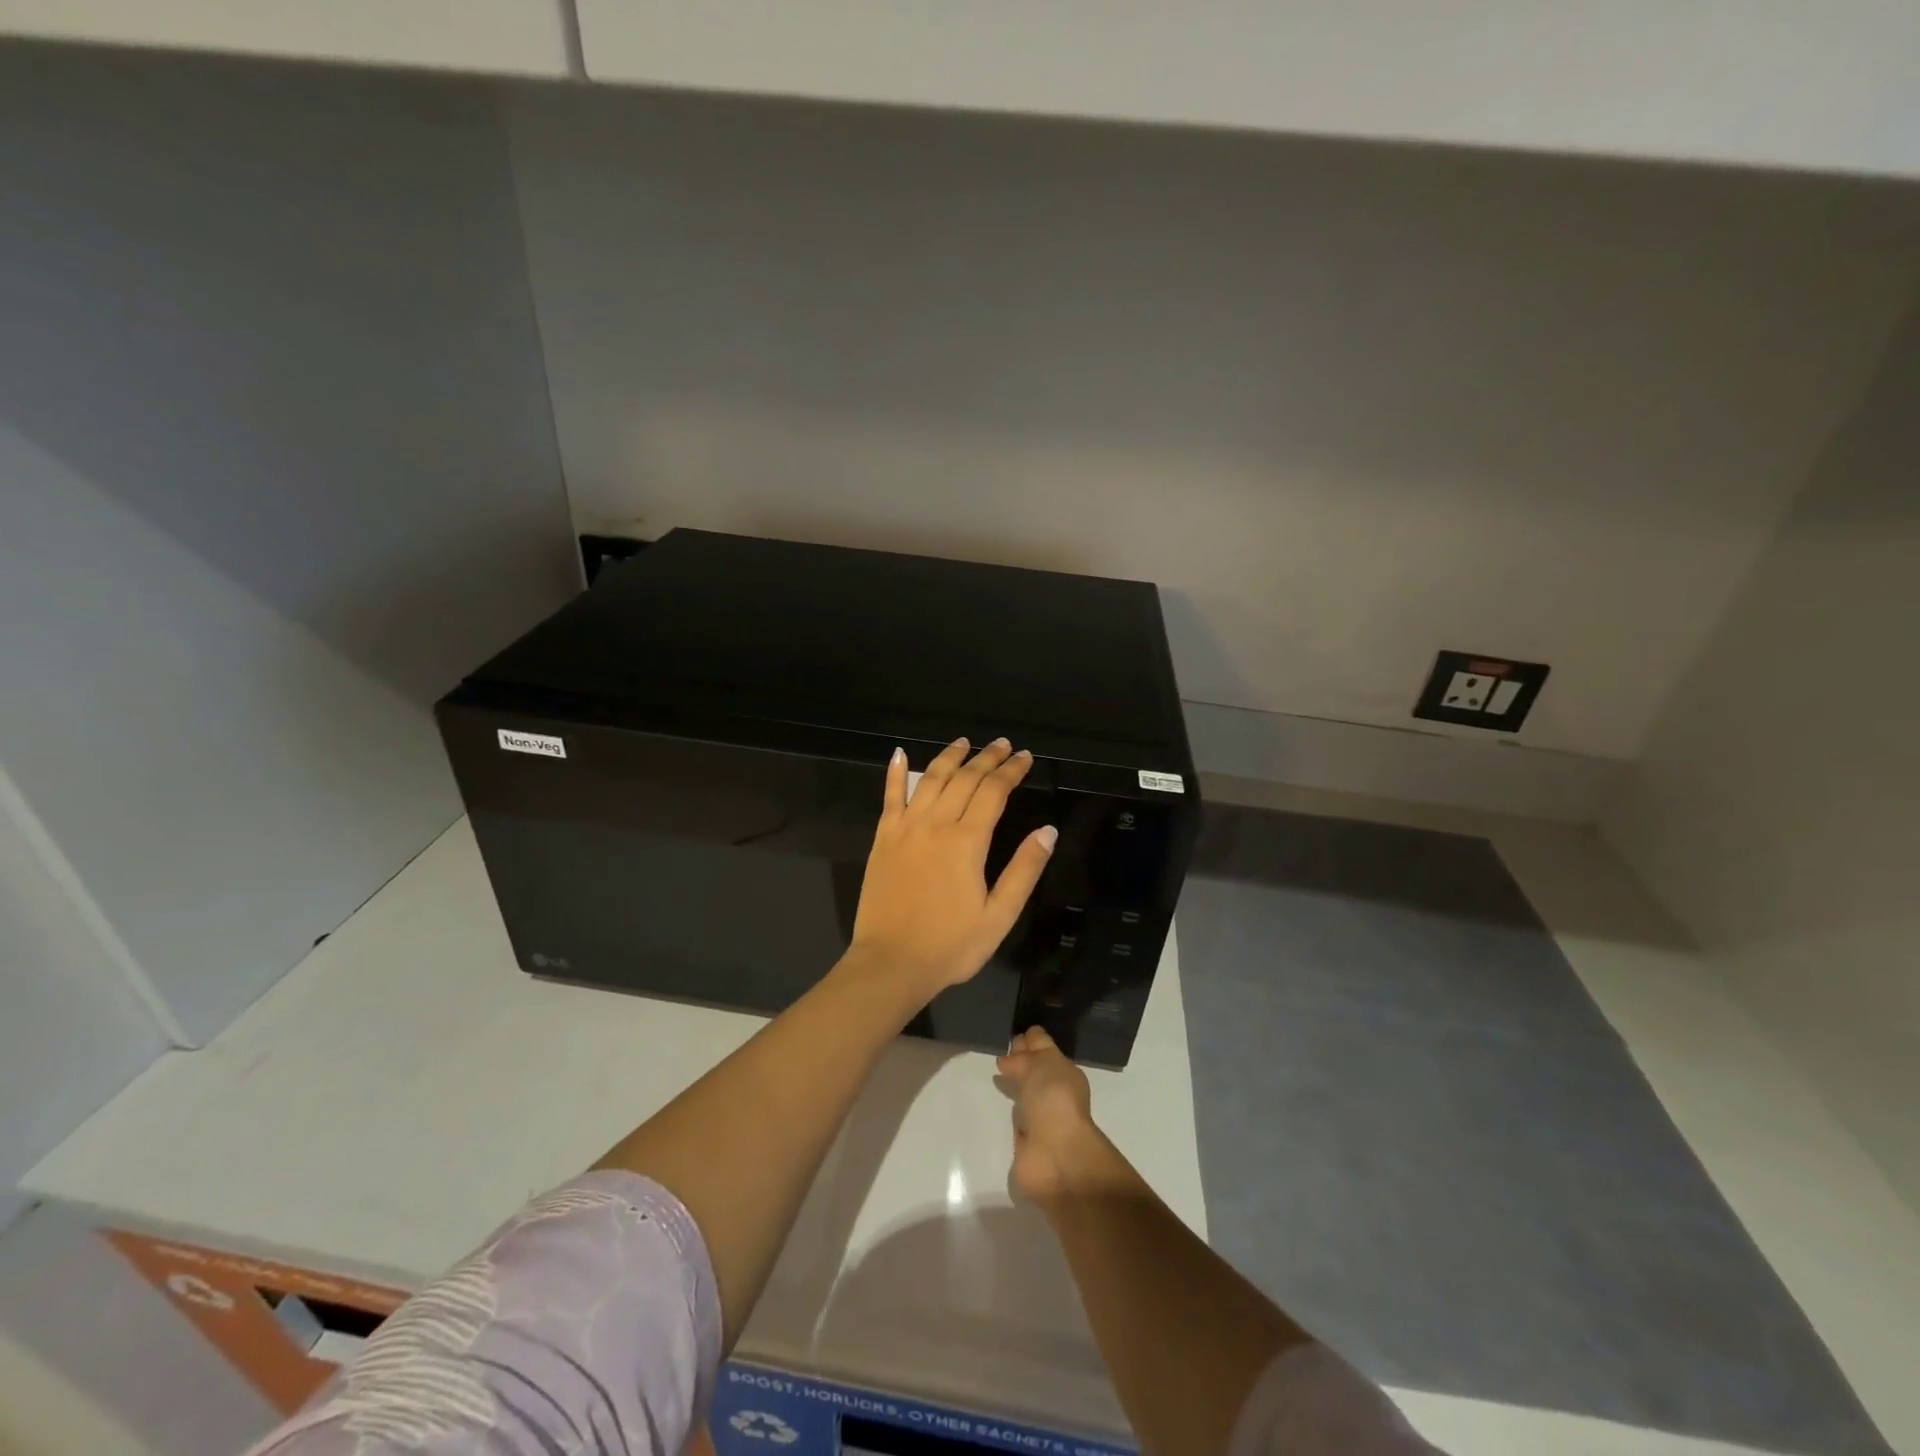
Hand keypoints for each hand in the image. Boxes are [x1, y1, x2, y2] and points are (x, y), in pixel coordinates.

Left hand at [848, 738, 1056, 997]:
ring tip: (964, 742)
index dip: (1011, 771)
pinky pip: (889, 797)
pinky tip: (899, 754)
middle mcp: (936, 824)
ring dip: (949, 757)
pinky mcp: (883, 838)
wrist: (891, 963)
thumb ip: (1024, 870)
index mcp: (967, 842)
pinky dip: (895, 773)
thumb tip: (1047, 831)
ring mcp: (905, 828)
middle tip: (1002, 744)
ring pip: (930, 779)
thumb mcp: (999, 915)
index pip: (994, 792)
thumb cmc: (951, 946)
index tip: (1025, 757)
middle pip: (965, 778)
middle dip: (986, 758)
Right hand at [996, 1026, 1103, 1203]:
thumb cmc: (1054, 1100)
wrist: (1055, 1155)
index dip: (1031, 1039)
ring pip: (1025, 1095)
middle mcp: (1053, 1094)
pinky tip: (996, 1106)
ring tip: (994, 1074)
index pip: (1044, 1048)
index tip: (1012, 1030)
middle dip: (1020, 1061)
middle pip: (1034, 1071)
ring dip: (1014, 1087)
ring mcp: (1040, 1120)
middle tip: (999, 1048)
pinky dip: (1008, 1115)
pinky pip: (1015, 1122)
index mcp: (1063, 1072)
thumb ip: (1023, 1059)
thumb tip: (1007, 1061)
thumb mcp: (1041, 1064)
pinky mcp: (1026, 1145)